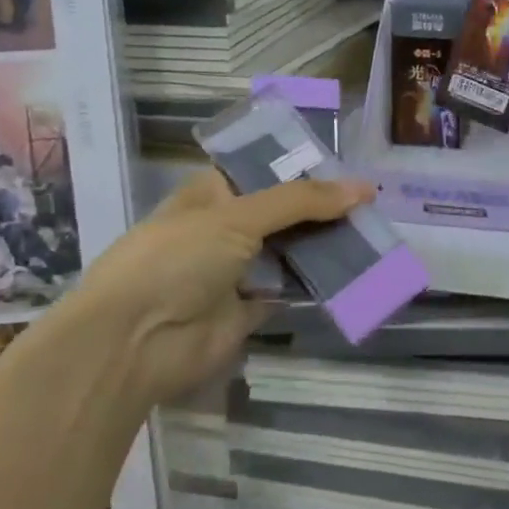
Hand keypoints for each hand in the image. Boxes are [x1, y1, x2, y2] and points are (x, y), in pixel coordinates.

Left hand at [74, 170, 372, 407]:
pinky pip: (289, 288)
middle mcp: (223, 227)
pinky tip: (355, 270)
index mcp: (211, 193)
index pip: (263, 170)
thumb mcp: (237, 216)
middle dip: (320, 207)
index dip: (302, 167)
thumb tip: (365, 188)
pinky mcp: (247, 309)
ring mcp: (235, 270)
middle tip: (371, 201)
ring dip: (323, 244)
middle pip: (281, 211)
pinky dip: (316, 282)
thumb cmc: (176, 259)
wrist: (134, 343)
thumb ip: (301, 201)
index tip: (347, 165)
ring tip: (374, 230)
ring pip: (289, 249)